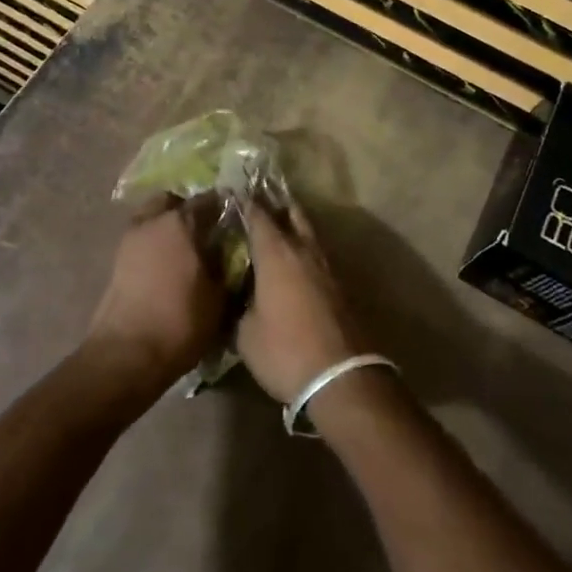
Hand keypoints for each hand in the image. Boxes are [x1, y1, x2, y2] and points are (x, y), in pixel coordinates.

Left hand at [85, 196, 223, 394]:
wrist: (126, 354)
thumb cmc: (180, 321)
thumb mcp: (219, 296)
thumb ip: (226, 266)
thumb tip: (231, 253)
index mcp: (181, 222)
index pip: (209, 199)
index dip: (224, 207)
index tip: (236, 219)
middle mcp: (152, 221)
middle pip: (172, 201)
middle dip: (188, 210)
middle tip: (206, 231)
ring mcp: (129, 239)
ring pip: (152, 218)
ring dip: (167, 227)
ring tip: (186, 251)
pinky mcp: (116, 261)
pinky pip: (141, 240)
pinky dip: (154, 245)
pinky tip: (168, 267)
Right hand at [235, 199, 362, 403]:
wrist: (341, 376)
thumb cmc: (285, 350)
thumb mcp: (245, 333)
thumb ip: (238, 305)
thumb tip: (237, 295)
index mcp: (277, 253)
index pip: (257, 215)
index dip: (244, 203)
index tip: (231, 195)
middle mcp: (303, 250)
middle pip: (291, 214)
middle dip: (274, 206)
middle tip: (256, 204)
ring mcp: (326, 266)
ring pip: (307, 234)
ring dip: (291, 228)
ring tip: (273, 232)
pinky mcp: (339, 286)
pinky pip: (316, 256)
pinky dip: (302, 252)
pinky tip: (291, 265)